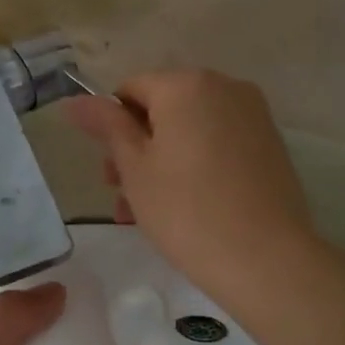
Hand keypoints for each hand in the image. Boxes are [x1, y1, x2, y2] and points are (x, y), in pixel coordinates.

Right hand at [64, 70, 320, 304]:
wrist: (266, 259)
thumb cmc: (186, 210)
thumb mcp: (134, 167)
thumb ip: (105, 126)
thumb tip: (73, 100)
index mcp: (186, 84)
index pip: (130, 90)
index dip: (112, 128)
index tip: (110, 172)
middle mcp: (225, 87)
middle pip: (162, 109)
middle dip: (136, 148)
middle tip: (122, 195)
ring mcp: (253, 116)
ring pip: (189, 131)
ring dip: (162, 162)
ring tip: (147, 212)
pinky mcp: (270, 145)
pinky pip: (218, 144)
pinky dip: (195, 166)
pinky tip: (184, 208)